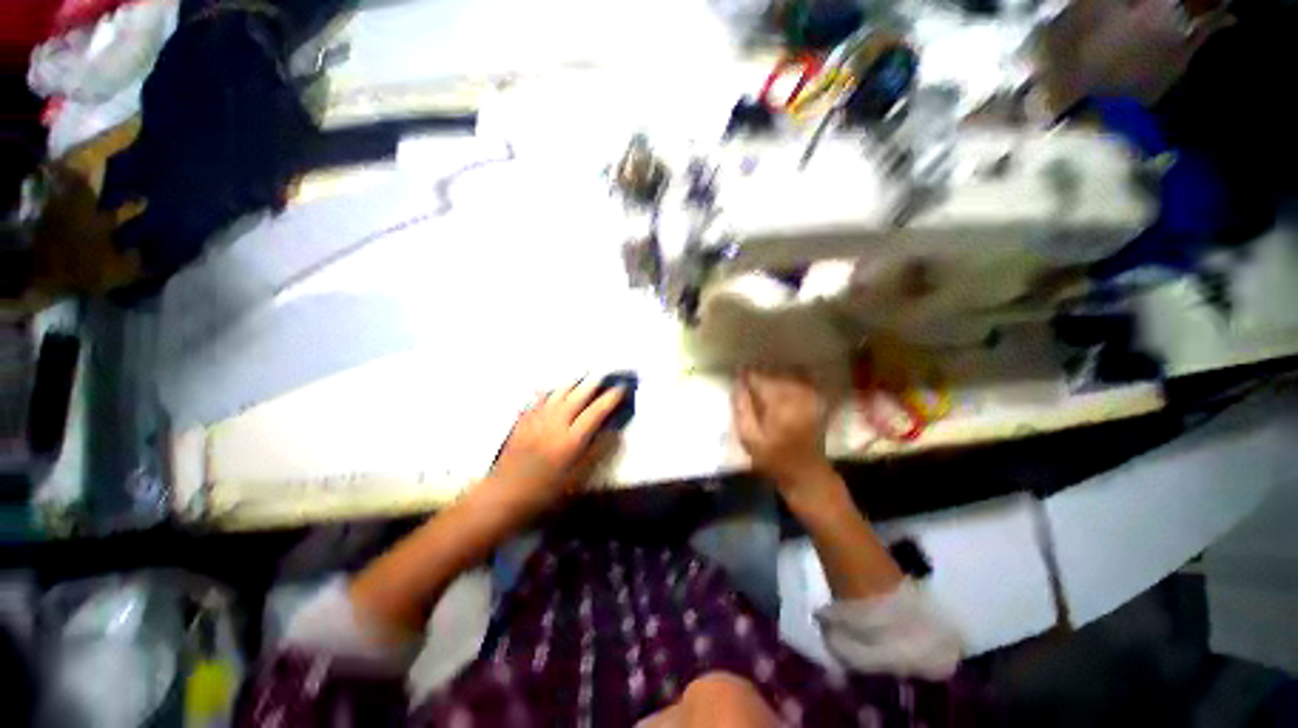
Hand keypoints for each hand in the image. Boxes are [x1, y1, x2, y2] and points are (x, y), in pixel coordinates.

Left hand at [483, 379, 622, 522]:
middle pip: (577, 396)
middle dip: (593, 384)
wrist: (502, 496)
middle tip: (604, 376)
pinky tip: (552, 388)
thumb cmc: (544, 492)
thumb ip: (596, 453)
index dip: (610, 398)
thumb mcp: (576, 478)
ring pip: (558, 393)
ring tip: (582, 376)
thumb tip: (615, 433)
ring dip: (573, 382)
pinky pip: (538, 398)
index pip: (596, 411)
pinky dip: (549, 390)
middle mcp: (555, 423)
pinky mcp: (522, 421)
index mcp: (571, 439)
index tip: (621, 389)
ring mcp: (537, 419)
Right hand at [731, 369, 833, 493]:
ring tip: (762, 385)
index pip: (759, 379)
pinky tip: (781, 386)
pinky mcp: (817, 399)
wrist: (806, 474)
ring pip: (787, 373)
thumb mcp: (749, 439)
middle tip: (747, 383)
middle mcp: (798, 396)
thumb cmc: (774, 459)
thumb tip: (737, 384)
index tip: (737, 377)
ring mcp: (811, 396)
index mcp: (780, 405)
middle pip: (773, 373)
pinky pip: (803, 378)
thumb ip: (742, 409)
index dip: (746, 377)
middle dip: (759, 376)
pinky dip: (790, 376)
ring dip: (773, 376)